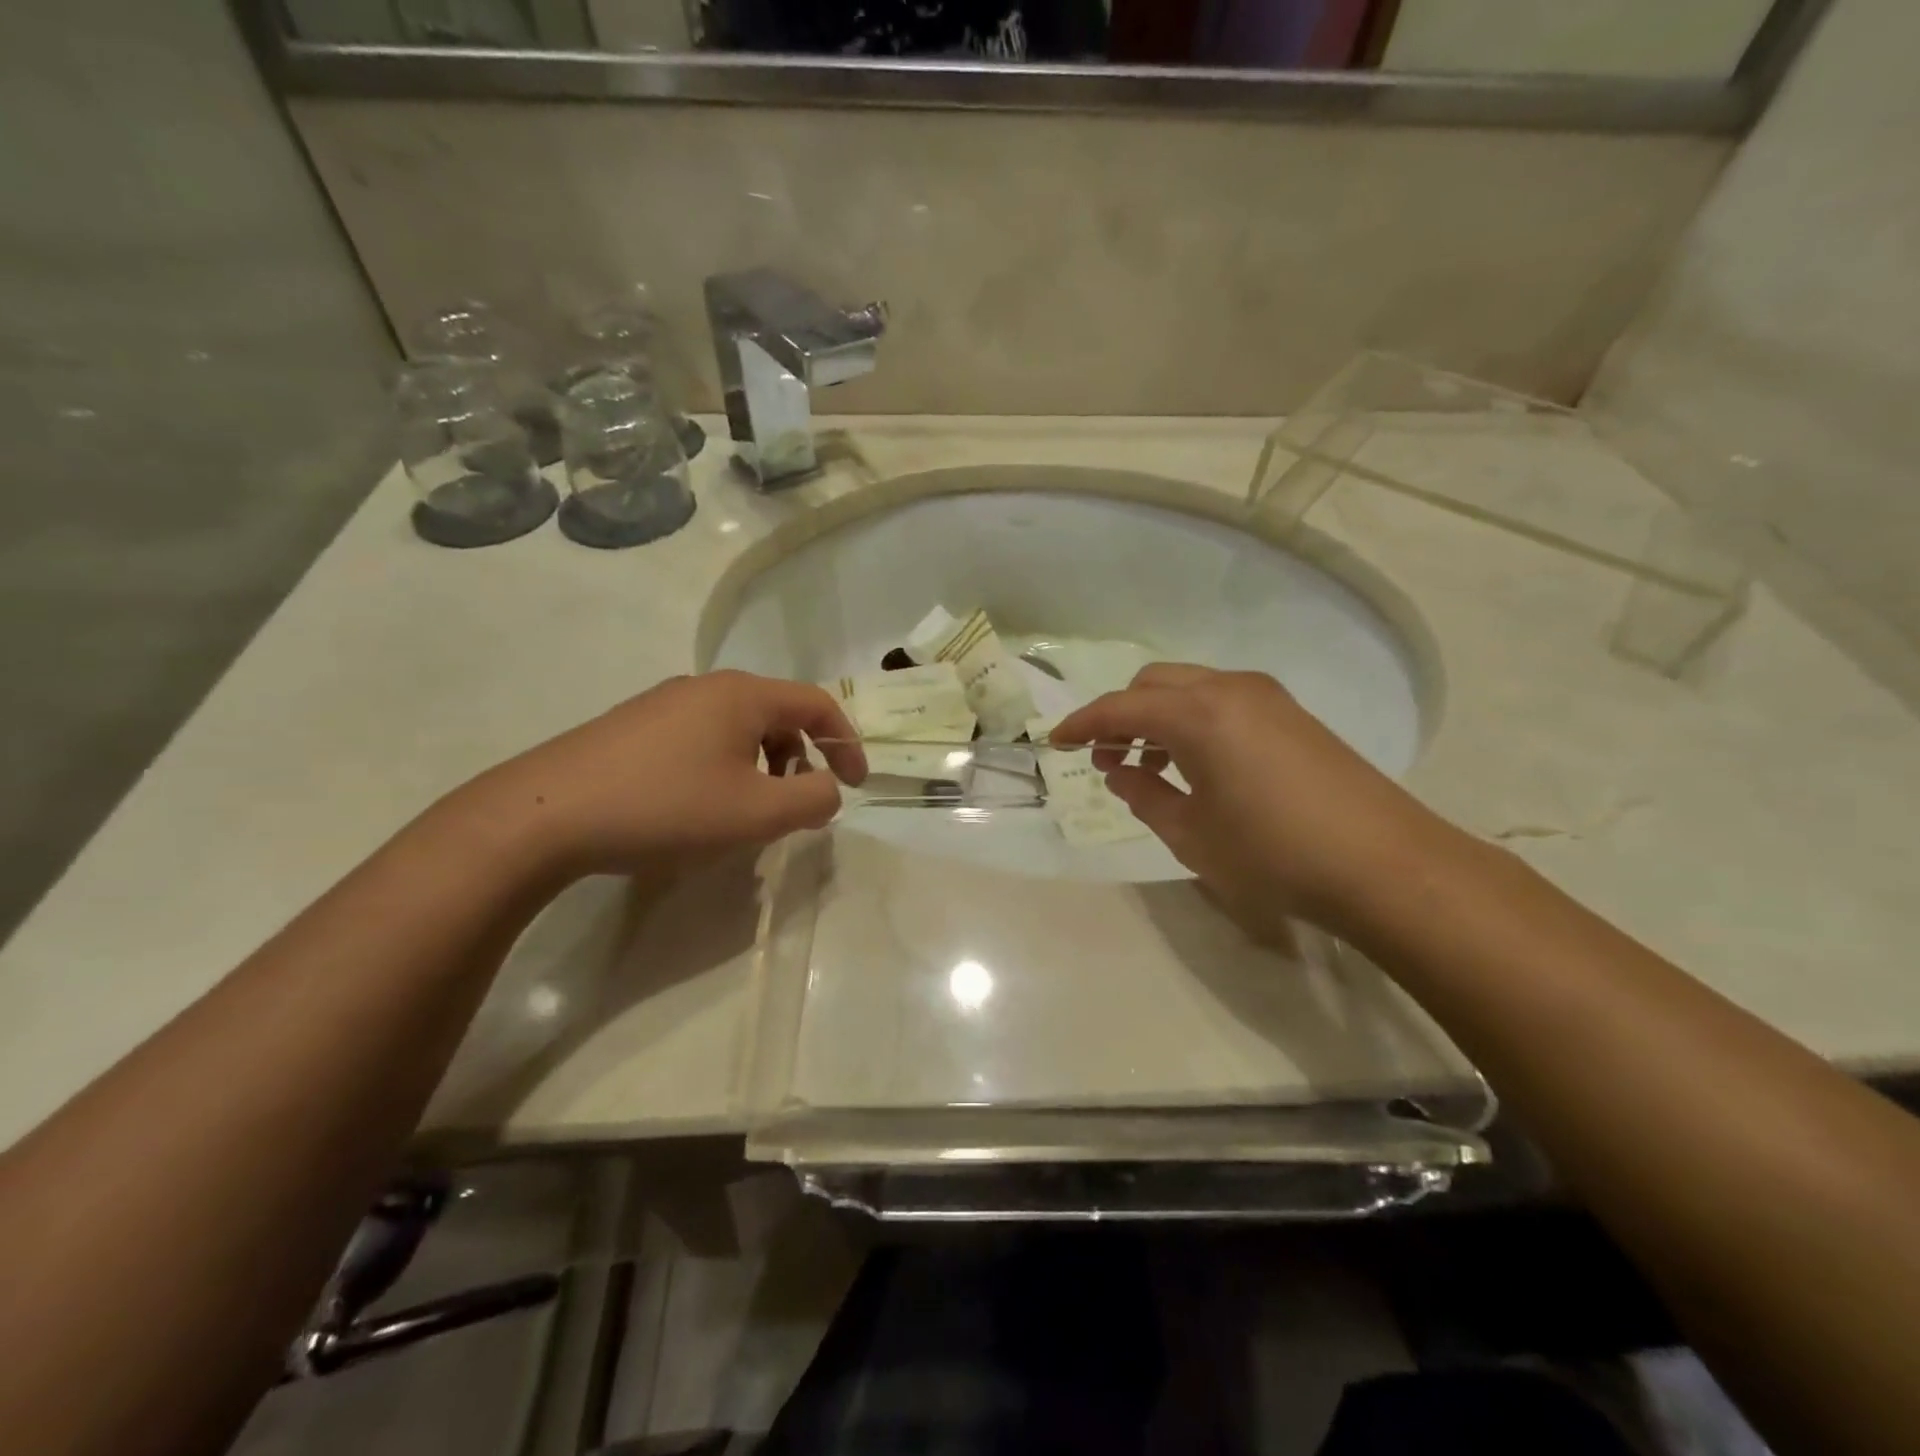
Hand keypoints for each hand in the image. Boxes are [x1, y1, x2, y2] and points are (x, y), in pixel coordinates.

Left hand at [457, 671, 866, 878]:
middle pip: (777, 715)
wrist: (544, 815)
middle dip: (800, 759)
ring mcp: (663, 705)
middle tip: (793, 806)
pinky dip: (722, 769)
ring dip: (760, 767)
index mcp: (742, 695)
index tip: (854, 785)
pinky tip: (696, 809)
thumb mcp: (756, 813)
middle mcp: (705, 687)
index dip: (847, 743)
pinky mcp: (632, 728)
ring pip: (737, 729)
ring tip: (745, 813)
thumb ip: (812, 799)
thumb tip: (826, 789)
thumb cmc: (666, 807)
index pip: (817, 703)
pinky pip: (700, 740)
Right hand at [1051, 664, 1449, 934]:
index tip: (1055, 743)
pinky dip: (1192, 719)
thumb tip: (1119, 771)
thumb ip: (1144, 795)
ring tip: (1149, 766)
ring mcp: (1266, 697)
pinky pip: (1221, 700)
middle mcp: (1228, 689)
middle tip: (1105, 759)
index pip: (1119, 708)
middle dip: (1119, 715)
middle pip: (1152, 684)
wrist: (1385, 865)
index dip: (1081, 724)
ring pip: (1189, 688)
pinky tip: (1196, 763)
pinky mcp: (1291, 714)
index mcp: (1196, 714)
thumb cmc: (1273, 854)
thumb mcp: (1191, 834)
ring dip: (1157, 716)